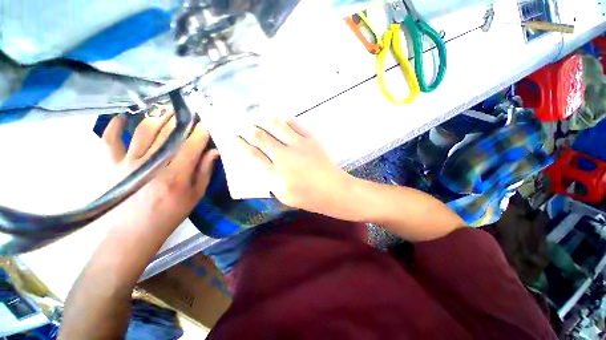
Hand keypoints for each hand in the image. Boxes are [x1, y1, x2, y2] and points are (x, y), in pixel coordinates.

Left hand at [102, 112, 218, 232]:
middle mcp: (153, 164)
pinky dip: (114, 127)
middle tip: (191, 111)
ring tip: (169, 109)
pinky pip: (111, 141)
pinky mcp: (114, 165)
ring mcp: (130, 162)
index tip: (207, 121)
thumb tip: (213, 151)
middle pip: (169, 134)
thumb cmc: (170, 214)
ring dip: (159, 117)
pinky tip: (122, 117)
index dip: (200, 132)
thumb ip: (205, 171)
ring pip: (145, 131)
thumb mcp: (195, 195)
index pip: (191, 145)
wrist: (135, 232)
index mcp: (176, 175)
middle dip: (182, 120)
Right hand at [238, 119, 352, 216]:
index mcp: (275, 175)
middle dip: (247, 129)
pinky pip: (294, 124)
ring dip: (263, 120)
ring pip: (275, 126)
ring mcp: (299, 145)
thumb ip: (269, 180)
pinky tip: (278, 119)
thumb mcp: (283, 196)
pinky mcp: (311, 139)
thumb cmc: (308, 198)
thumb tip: (260, 163)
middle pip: (260, 137)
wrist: (334, 190)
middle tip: (241, 125)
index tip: (233, 137)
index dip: (240, 144)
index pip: (252, 155)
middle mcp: (284, 157)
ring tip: (257, 118)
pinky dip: (284, 120)